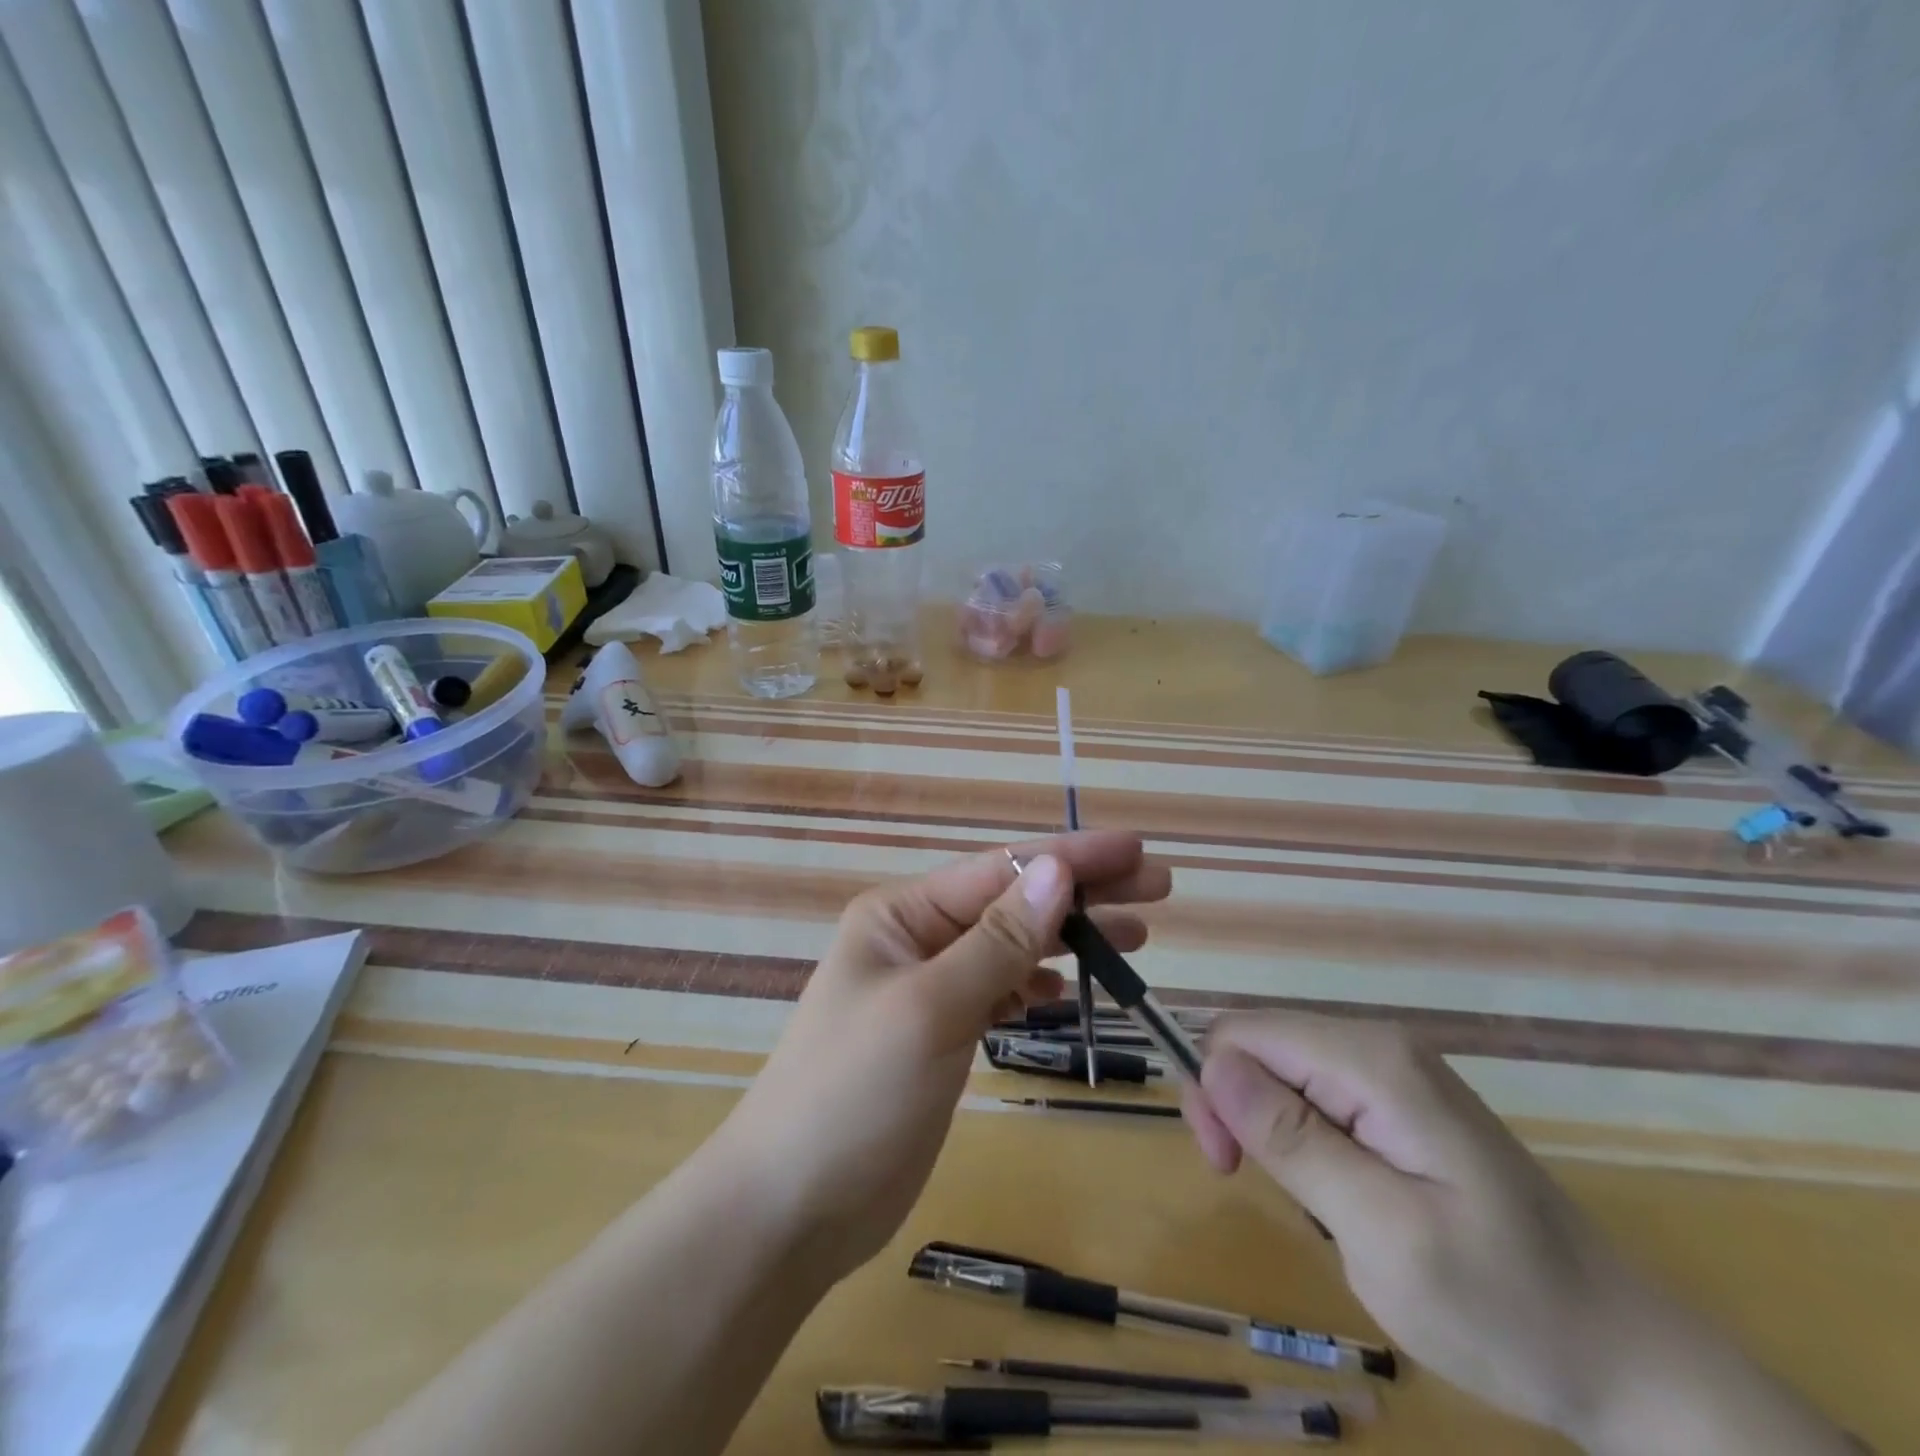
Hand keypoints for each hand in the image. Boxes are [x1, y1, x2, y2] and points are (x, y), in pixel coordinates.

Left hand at [721, 832, 1171, 1278]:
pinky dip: (1034, 986)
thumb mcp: (930, 1008)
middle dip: (1082, 893)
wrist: (791, 1207)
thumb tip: (1056, 869)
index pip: (1000, 870)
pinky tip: (1066, 991)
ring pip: (1011, 948)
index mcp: (902, 914)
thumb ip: (997, 941)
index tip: (1137, 849)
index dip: (1071, 857)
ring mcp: (928, 988)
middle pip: (1012, 903)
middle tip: (1157, 888)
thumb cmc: (853, 1094)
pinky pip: (998, 991)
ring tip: (1135, 936)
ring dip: (1068, 940)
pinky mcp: (940, 1033)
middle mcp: (916, 939)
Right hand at [1181, 1015, 1854, 1453]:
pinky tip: (1343, 1193)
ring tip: (1320, 1206)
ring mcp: (1393, 1071)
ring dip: (1273, 1133)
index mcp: (1373, 1061)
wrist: (1629, 1360)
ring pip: (1281, 1071)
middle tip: (1263, 1189)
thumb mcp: (1386, 1235)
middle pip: (1259, 1046)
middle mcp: (1378, 1045)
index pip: (1242, 1032)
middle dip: (1239, 1110)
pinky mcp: (1401, 1101)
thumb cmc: (1506, 1309)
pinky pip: (1316, 1096)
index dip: (1214, 1090)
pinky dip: (1305, 1143)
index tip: (1228, 1167)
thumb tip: (1214, 1065)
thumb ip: (1295, 1142)